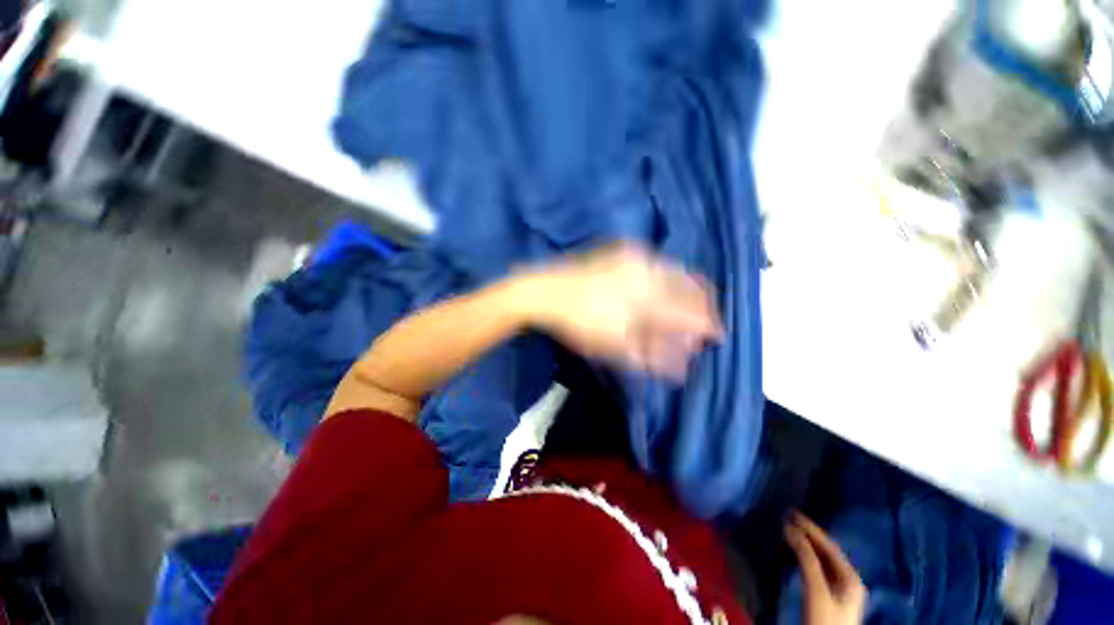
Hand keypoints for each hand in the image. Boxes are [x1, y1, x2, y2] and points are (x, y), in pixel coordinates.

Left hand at [517, 243, 721, 378]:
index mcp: (647, 295)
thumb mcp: (614, 345)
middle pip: (690, 287)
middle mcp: (648, 269)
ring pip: (676, 272)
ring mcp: (636, 255)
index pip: (691, 312)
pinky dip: (669, 279)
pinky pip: (659, 263)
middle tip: (703, 324)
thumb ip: (652, 354)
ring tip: (687, 309)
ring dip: (687, 291)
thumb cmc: (578, 323)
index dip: (708, 326)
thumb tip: (683, 365)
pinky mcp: (624, 250)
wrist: (544, 291)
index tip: (714, 338)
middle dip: (702, 306)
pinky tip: (664, 291)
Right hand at [785, 512, 866, 624]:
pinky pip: (817, 570)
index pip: (829, 545)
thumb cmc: (825, 621)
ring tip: (785, 534)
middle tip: (785, 520)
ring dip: (803, 546)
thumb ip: (807, 560)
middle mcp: (848, 580)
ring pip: (820, 560)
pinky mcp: (830, 598)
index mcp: (850, 577)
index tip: (790, 512)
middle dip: (806, 535)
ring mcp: (840, 590)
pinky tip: (792, 555)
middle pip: (825, 552)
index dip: (810, 528)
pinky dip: (803, 559)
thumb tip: (790, 528)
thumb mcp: (816, 591)